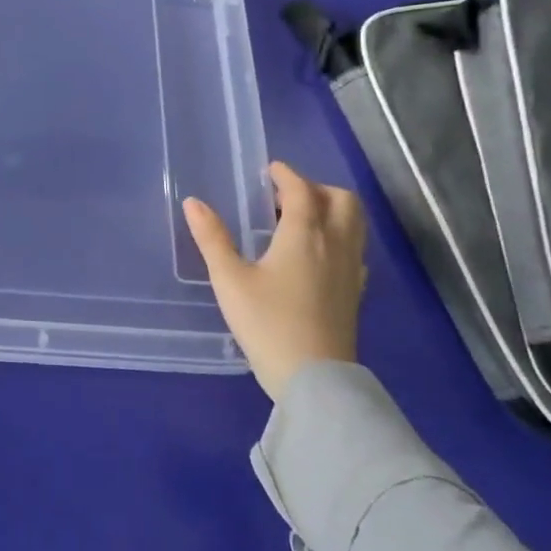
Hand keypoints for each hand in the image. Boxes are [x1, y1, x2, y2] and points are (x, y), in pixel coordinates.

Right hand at [183, 162, 367, 398]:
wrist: (314, 380)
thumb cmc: (267, 323)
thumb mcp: (229, 279)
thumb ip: (212, 238)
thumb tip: (193, 203)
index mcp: (304, 235)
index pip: (302, 190)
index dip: (286, 175)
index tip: (270, 170)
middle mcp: (335, 244)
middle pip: (341, 200)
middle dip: (316, 188)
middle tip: (286, 196)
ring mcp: (351, 270)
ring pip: (354, 223)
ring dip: (331, 210)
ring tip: (299, 221)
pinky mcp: (356, 293)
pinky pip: (355, 249)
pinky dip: (339, 237)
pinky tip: (317, 255)